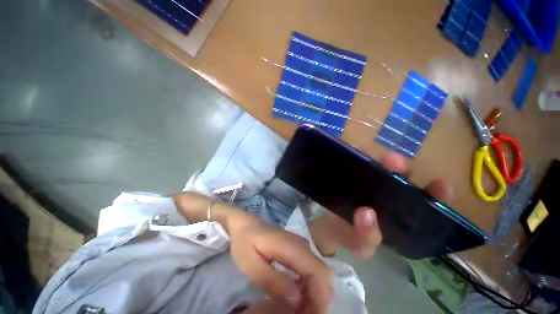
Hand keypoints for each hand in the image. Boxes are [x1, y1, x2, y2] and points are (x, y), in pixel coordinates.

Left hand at [226, 209, 332, 312]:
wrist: (247, 225)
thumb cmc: (245, 243)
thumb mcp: (251, 264)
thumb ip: (272, 280)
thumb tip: (297, 298)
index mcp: (291, 246)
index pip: (317, 271)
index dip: (320, 296)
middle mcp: (302, 245)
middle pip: (322, 273)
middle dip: (319, 298)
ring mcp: (302, 246)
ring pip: (318, 272)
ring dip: (315, 293)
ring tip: (302, 310)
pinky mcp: (299, 249)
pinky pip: (311, 269)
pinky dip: (310, 286)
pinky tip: (298, 296)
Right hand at [312, 152, 452, 258]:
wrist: (327, 222)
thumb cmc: (348, 234)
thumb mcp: (359, 243)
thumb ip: (365, 237)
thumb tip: (366, 213)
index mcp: (398, 214)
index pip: (423, 203)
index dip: (435, 194)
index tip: (441, 184)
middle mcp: (387, 194)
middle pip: (399, 177)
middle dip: (400, 168)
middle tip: (393, 162)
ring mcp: (368, 182)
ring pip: (379, 166)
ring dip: (379, 159)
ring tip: (374, 157)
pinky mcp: (352, 174)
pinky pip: (356, 162)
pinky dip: (357, 155)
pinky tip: (353, 152)